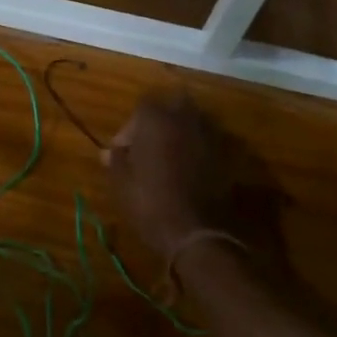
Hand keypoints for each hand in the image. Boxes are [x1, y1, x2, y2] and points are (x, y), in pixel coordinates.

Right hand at [104, 91, 283, 280]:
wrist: (195, 232)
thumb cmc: (150, 203)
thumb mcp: (121, 182)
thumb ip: (116, 159)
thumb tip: (111, 151)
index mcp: (156, 119)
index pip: (142, 106)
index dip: (130, 127)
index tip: (123, 150)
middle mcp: (185, 118)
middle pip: (174, 104)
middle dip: (161, 120)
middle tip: (149, 145)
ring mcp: (209, 135)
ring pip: (195, 121)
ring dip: (182, 132)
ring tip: (169, 157)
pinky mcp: (226, 155)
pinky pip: (208, 141)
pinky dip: (198, 148)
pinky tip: (188, 170)